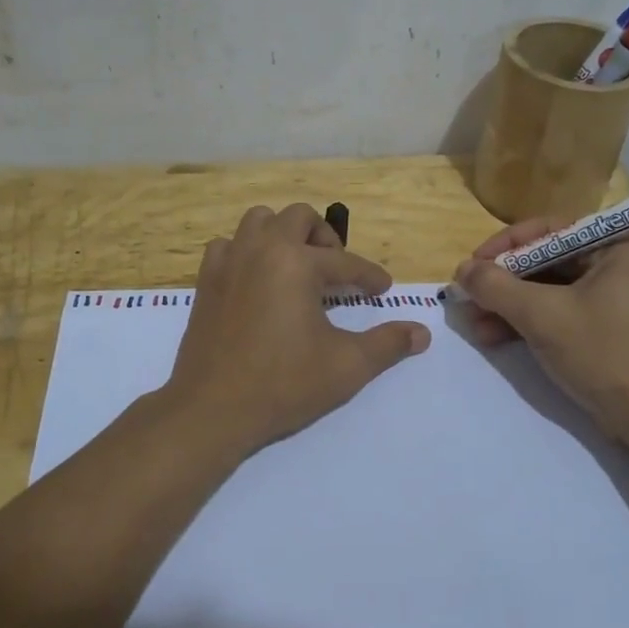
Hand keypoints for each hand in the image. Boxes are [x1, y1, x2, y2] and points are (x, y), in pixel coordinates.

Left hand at [160, 203, 430, 456]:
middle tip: (336, 269)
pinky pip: (227, 245)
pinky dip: (246, 251)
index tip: (382, 289)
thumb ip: (387, 344)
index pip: (344, 262)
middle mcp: (261, 249)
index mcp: (296, 262)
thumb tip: (422, 333)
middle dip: (324, 237)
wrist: (212, 409)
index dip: (369, 276)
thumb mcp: (346, 366)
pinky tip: (257, 279)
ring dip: (282, 234)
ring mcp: (228, 262)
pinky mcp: (206, 281)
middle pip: (298, 218)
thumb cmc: (283, 384)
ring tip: (297, 265)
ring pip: (258, 221)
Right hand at [453, 219, 628, 442]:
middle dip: (504, 283)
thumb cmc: (603, 353)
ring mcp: (614, 299)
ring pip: (549, 290)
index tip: (472, 266)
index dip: (505, 246)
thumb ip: (497, 287)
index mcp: (618, 246)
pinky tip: (494, 337)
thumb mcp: (542, 315)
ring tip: (474, 325)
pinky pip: (559, 312)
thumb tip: (461, 270)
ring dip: (509, 306)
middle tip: (468, 298)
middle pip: (547, 261)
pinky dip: (527, 323)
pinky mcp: (605, 329)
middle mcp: (619, 264)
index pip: (550, 230)